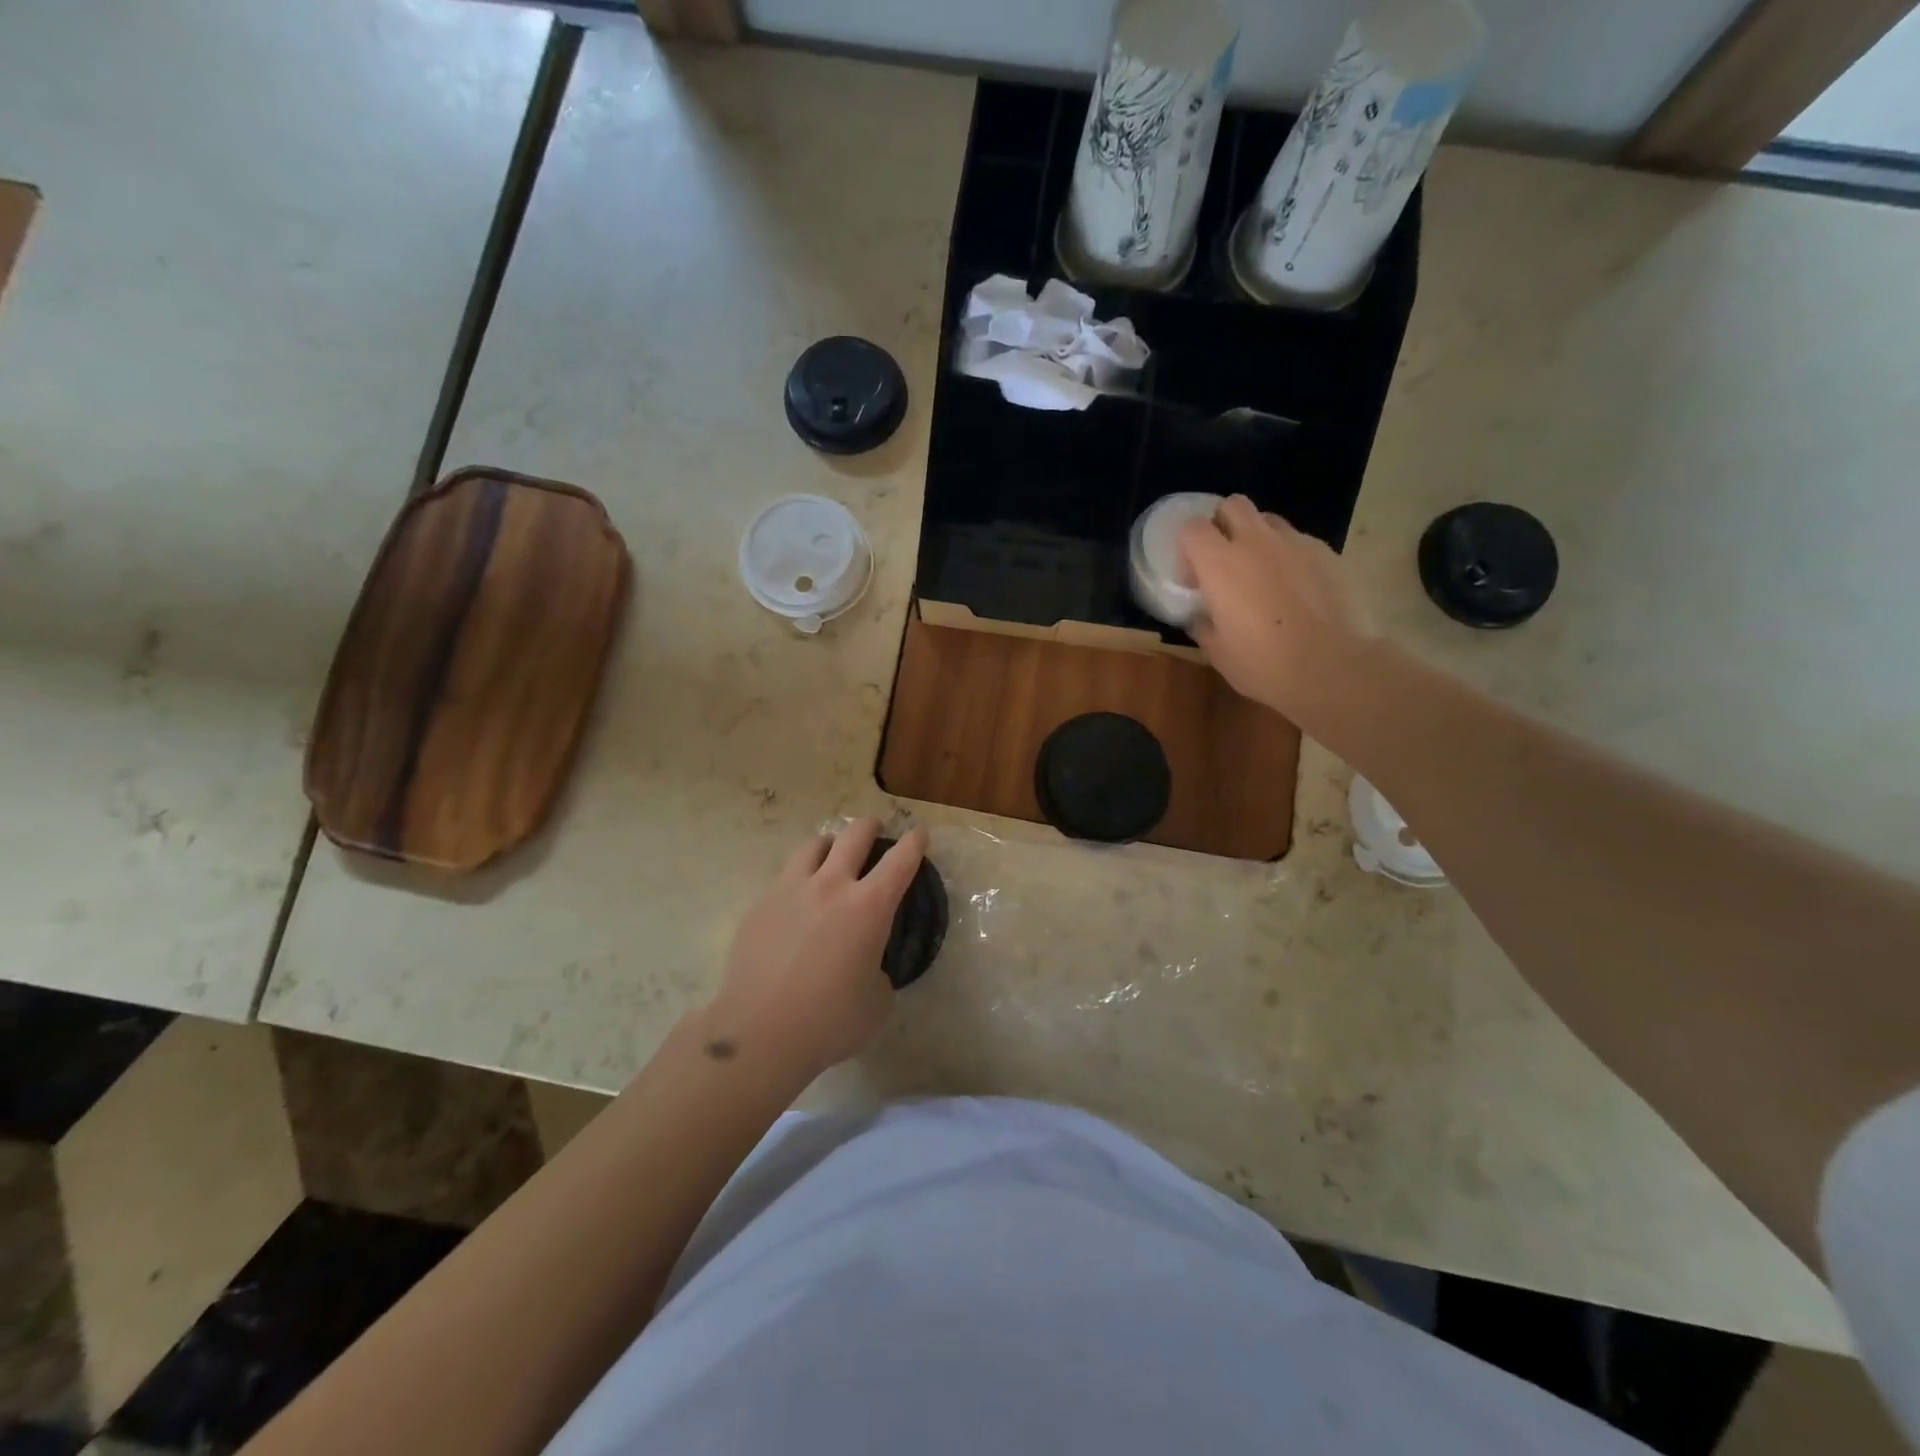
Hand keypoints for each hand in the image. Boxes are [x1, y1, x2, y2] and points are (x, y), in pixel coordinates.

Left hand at [702, 819, 927, 1083]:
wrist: (758, 1032)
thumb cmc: (829, 1020)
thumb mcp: (877, 1001)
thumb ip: (880, 972)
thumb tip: (868, 966)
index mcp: (869, 906)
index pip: (900, 861)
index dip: (914, 843)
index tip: (919, 833)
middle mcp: (831, 886)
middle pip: (854, 836)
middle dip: (871, 827)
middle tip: (876, 828)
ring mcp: (790, 890)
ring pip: (813, 846)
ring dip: (831, 843)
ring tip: (832, 851)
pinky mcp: (760, 905)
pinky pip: (785, 877)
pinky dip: (800, 876)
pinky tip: (798, 897)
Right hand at [1178, 495, 1365, 718]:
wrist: (1333, 667)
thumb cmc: (1264, 663)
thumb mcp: (1218, 652)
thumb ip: (1202, 625)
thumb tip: (1199, 616)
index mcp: (1220, 564)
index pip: (1192, 528)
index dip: (1187, 547)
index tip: (1192, 577)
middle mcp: (1256, 542)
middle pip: (1232, 505)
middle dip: (1223, 524)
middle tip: (1224, 560)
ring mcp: (1295, 543)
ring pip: (1268, 521)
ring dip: (1257, 538)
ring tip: (1261, 573)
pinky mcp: (1326, 553)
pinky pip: (1298, 542)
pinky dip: (1288, 556)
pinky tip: (1294, 588)